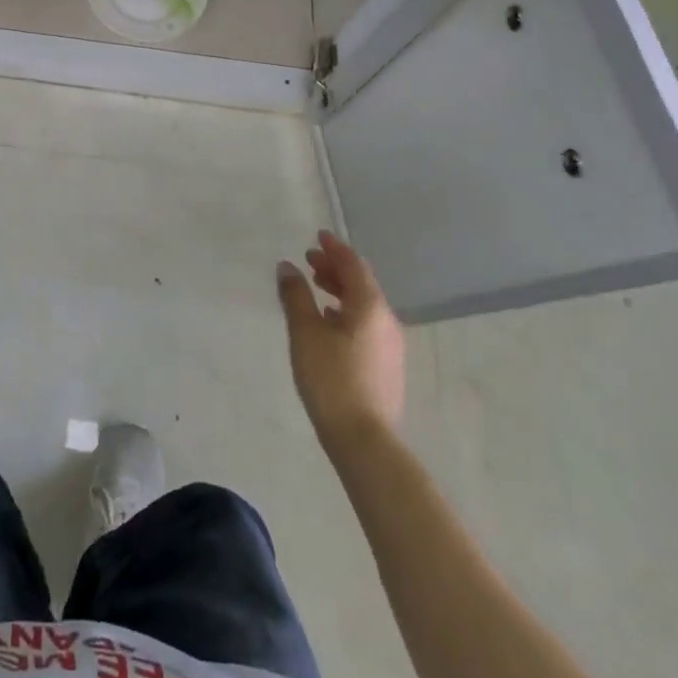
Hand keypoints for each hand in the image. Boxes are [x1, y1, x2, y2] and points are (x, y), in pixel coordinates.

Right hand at [277, 230, 405, 447]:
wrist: (365, 441)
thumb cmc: (331, 379)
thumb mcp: (305, 333)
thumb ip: (296, 296)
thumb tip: (287, 267)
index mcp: (369, 306)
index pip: (353, 265)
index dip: (334, 248)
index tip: (318, 236)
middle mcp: (386, 320)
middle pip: (361, 283)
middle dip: (335, 268)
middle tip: (310, 261)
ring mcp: (390, 345)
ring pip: (365, 305)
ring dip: (341, 291)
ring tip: (317, 290)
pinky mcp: (387, 366)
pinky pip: (367, 324)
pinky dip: (347, 312)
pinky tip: (330, 324)